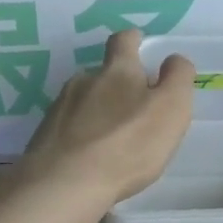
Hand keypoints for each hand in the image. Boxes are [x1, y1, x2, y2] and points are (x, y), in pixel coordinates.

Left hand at [17, 30, 194, 204]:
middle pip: (102, 73)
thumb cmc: (129, 143)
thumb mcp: (171, 107)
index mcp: (118, 71)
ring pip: (84, 101)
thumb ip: (178, 78)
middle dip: (118, 84)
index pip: (124, 41)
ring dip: (98, 112)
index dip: (133, 39)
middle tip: (135, 106)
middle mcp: (84, 81)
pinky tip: (91, 157)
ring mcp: (59, 109)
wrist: (65, 183)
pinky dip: (82, 136)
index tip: (140, 42)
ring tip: (112, 138)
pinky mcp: (44, 137)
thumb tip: (174, 59)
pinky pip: (68, 128)